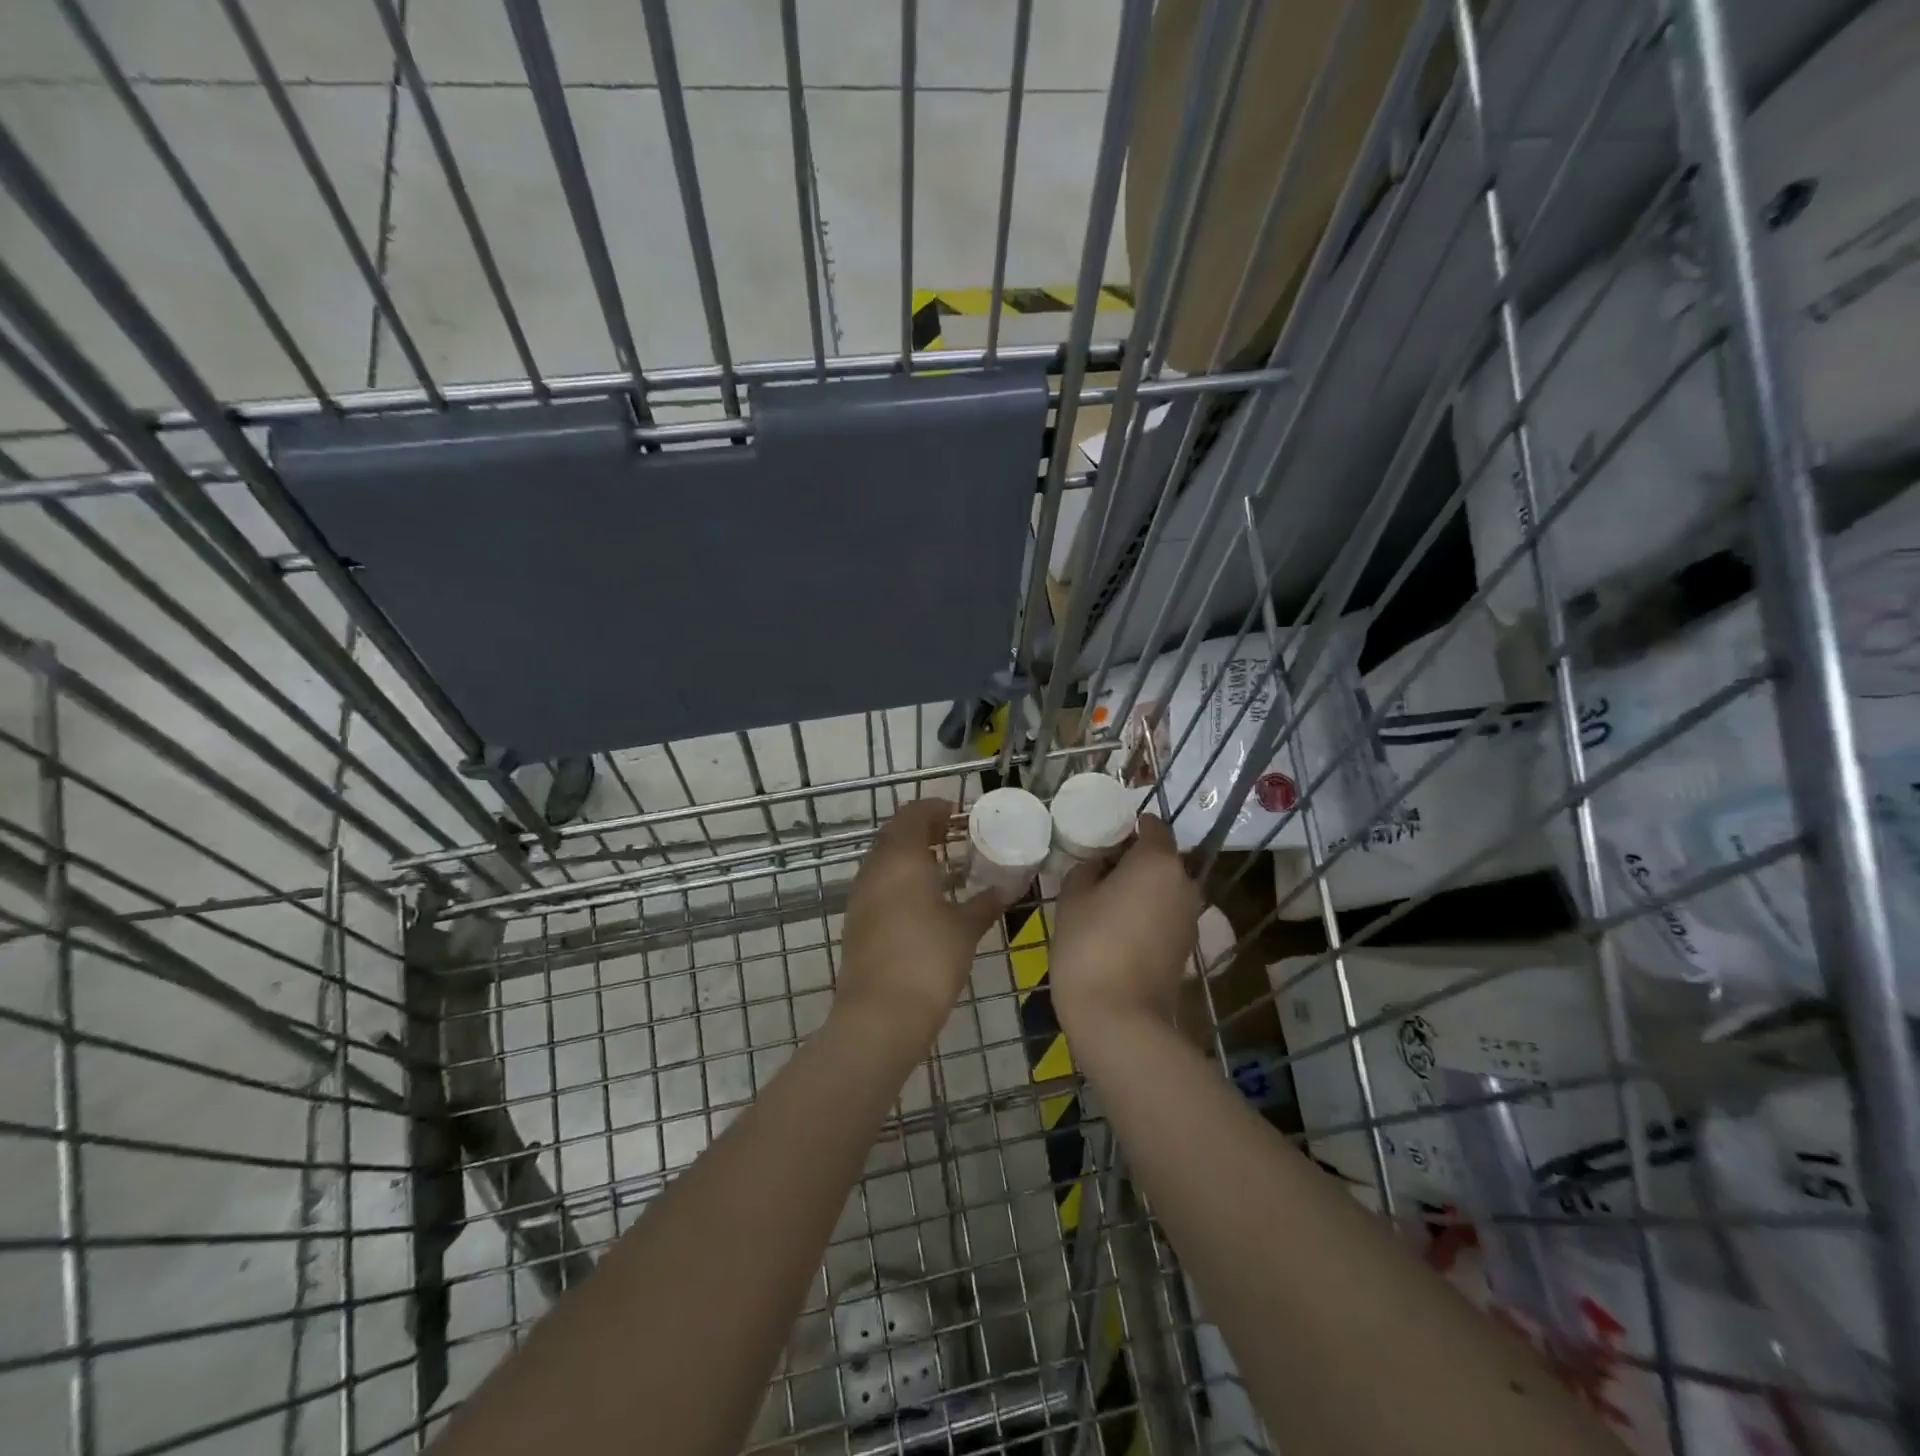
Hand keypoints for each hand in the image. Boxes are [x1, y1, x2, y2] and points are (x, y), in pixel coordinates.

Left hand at [838, 798, 1005, 1038]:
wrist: (880, 1015)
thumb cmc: (929, 960)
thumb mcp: (965, 929)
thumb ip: (985, 903)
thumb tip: (1007, 888)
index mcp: (901, 857)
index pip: (914, 813)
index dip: (937, 808)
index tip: (961, 814)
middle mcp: (875, 868)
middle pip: (896, 833)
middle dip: (924, 829)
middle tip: (956, 837)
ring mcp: (860, 894)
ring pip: (885, 859)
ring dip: (911, 854)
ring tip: (945, 867)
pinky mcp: (856, 920)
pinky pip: (879, 883)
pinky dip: (900, 879)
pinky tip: (924, 899)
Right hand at [1051, 816, 1203, 1044]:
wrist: (1119, 1018)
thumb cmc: (1090, 945)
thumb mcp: (1073, 897)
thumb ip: (1087, 870)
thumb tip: (1099, 866)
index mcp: (1159, 861)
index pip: (1153, 825)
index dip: (1128, 826)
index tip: (1102, 836)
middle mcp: (1184, 884)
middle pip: (1161, 858)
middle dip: (1134, 859)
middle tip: (1098, 870)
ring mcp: (1190, 918)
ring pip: (1164, 889)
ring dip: (1141, 889)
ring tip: (1105, 901)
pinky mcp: (1186, 948)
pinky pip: (1166, 915)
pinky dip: (1147, 914)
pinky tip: (1118, 929)